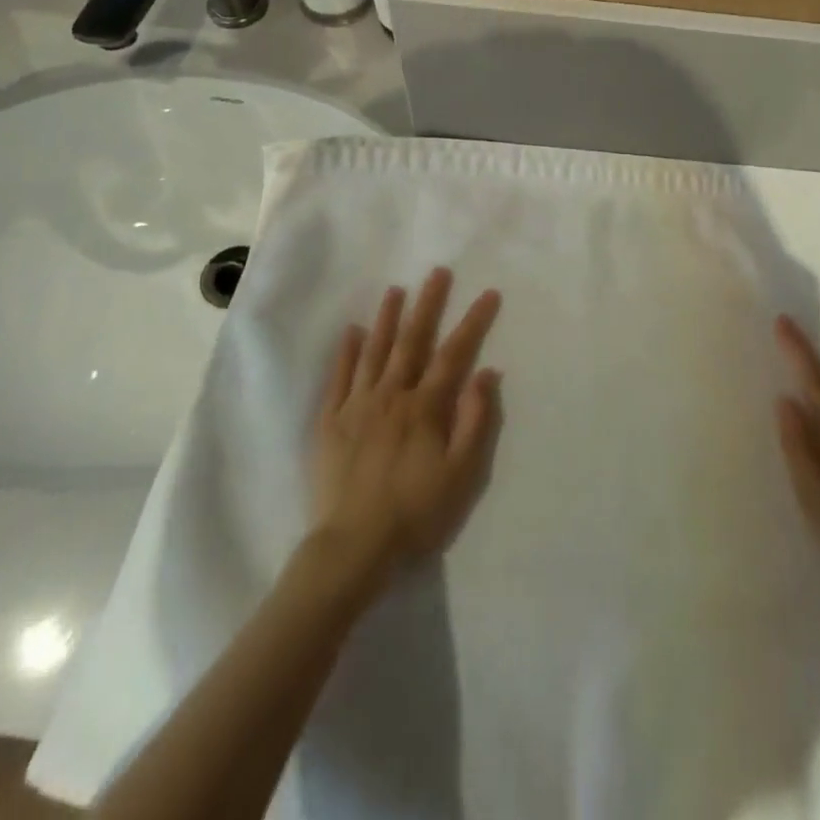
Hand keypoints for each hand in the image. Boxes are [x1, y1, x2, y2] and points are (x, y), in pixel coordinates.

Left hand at [310, 268, 503, 588]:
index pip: (454, 353)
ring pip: (374, 351)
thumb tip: (486, 373)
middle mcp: (391, 395)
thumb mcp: (461, 474)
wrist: (352, 547)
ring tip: (396, 290)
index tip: (488, 293)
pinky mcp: (330, 422)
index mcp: (424, 406)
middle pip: (412, 341)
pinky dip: (346, 352)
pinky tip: (351, 332)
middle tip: (437, 272)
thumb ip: (474, 421)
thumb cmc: (415, 512)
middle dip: (427, 304)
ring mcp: (357, 406)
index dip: (473, 322)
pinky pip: (339, 378)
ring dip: (387, 318)